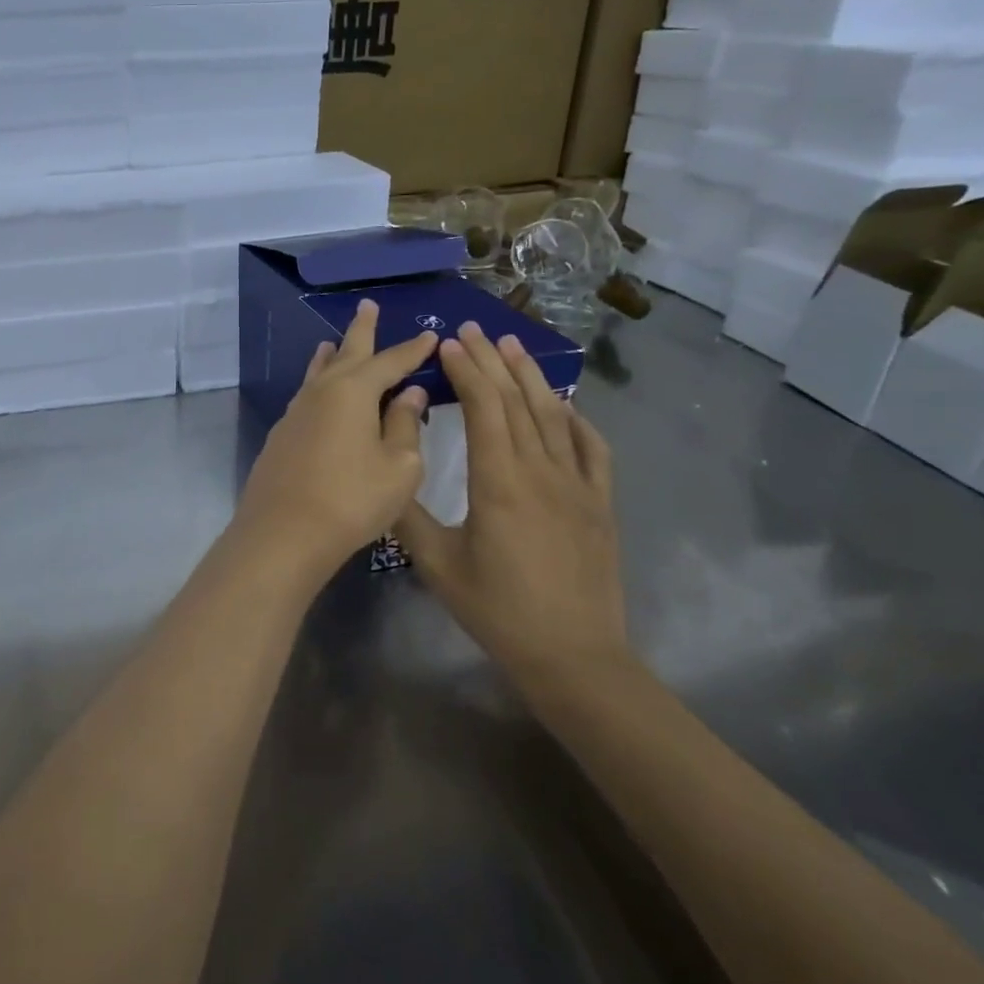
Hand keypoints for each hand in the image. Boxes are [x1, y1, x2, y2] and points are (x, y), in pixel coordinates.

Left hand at [234, 299, 437, 572]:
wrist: (284, 532)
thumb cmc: (352, 499)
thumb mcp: (398, 466)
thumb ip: (405, 425)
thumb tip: (408, 392)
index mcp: (354, 391)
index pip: (390, 362)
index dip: (412, 350)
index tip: (430, 335)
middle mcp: (321, 392)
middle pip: (345, 352)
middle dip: (361, 329)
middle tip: (367, 305)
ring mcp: (296, 412)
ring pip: (318, 372)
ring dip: (331, 354)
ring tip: (334, 340)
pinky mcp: (282, 434)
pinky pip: (306, 395)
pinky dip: (317, 382)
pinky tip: (318, 391)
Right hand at [395, 324, 626, 687]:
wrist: (573, 655)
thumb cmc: (497, 609)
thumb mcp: (437, 564)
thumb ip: (406, 513)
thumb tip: (383, 472)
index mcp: (498, 481)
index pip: (482, 408)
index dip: (465, 371)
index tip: (447, 344)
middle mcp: (540, 470)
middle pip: (516, 401)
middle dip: (492, 360)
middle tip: (474, 328)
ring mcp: (577, 484)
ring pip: (552, 416)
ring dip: (530, 377)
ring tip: (513, 345)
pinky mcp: (599, 503)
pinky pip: (591, 448)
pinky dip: (575, 419)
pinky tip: (564, 404)